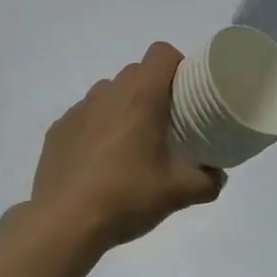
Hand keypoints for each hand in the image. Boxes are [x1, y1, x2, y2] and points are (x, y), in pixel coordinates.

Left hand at [29, 43, 226, 251]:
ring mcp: (78, 110)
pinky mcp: (57, 130)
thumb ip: (208, 182)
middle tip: (165, 122)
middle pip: (136, 72)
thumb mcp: (178, 193)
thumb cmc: (127, 197)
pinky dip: (97, 127)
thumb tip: (218, 178)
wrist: (64, 224)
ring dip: (123, 106)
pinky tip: (100, 161)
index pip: (161, 53)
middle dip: (153, 89)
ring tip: (131, 143)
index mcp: (140, 97)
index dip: (176, 64)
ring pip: (108, 93)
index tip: (185, 90)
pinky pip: (85, 116)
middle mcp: (108, 94)